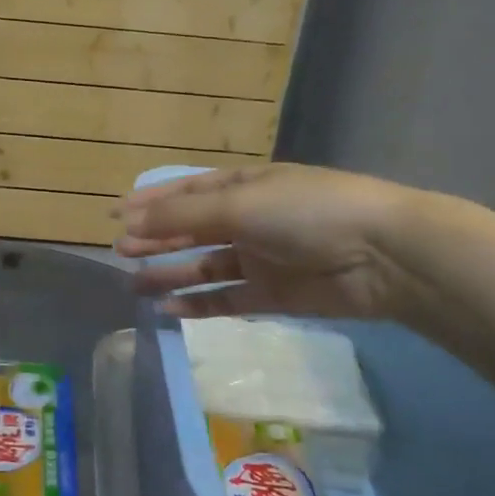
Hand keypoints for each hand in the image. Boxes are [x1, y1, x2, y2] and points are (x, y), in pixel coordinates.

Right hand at [116, 164, 427, 323]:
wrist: (381, 255)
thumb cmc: (305, 211)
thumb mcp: (240, 204)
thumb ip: (183, 215)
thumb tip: (130, 222)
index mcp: (243, 186)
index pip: (186, 190)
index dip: (150, 201)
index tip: (113, 214)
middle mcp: (249, 218)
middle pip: (192, 229)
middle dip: (156, 238)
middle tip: (118, 252)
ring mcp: (261, 257)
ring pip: (205, 265)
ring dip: (171, 274)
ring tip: (134, 284)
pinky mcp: (273, 294)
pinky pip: (227, 298)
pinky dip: (199, 304)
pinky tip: (170, 309)